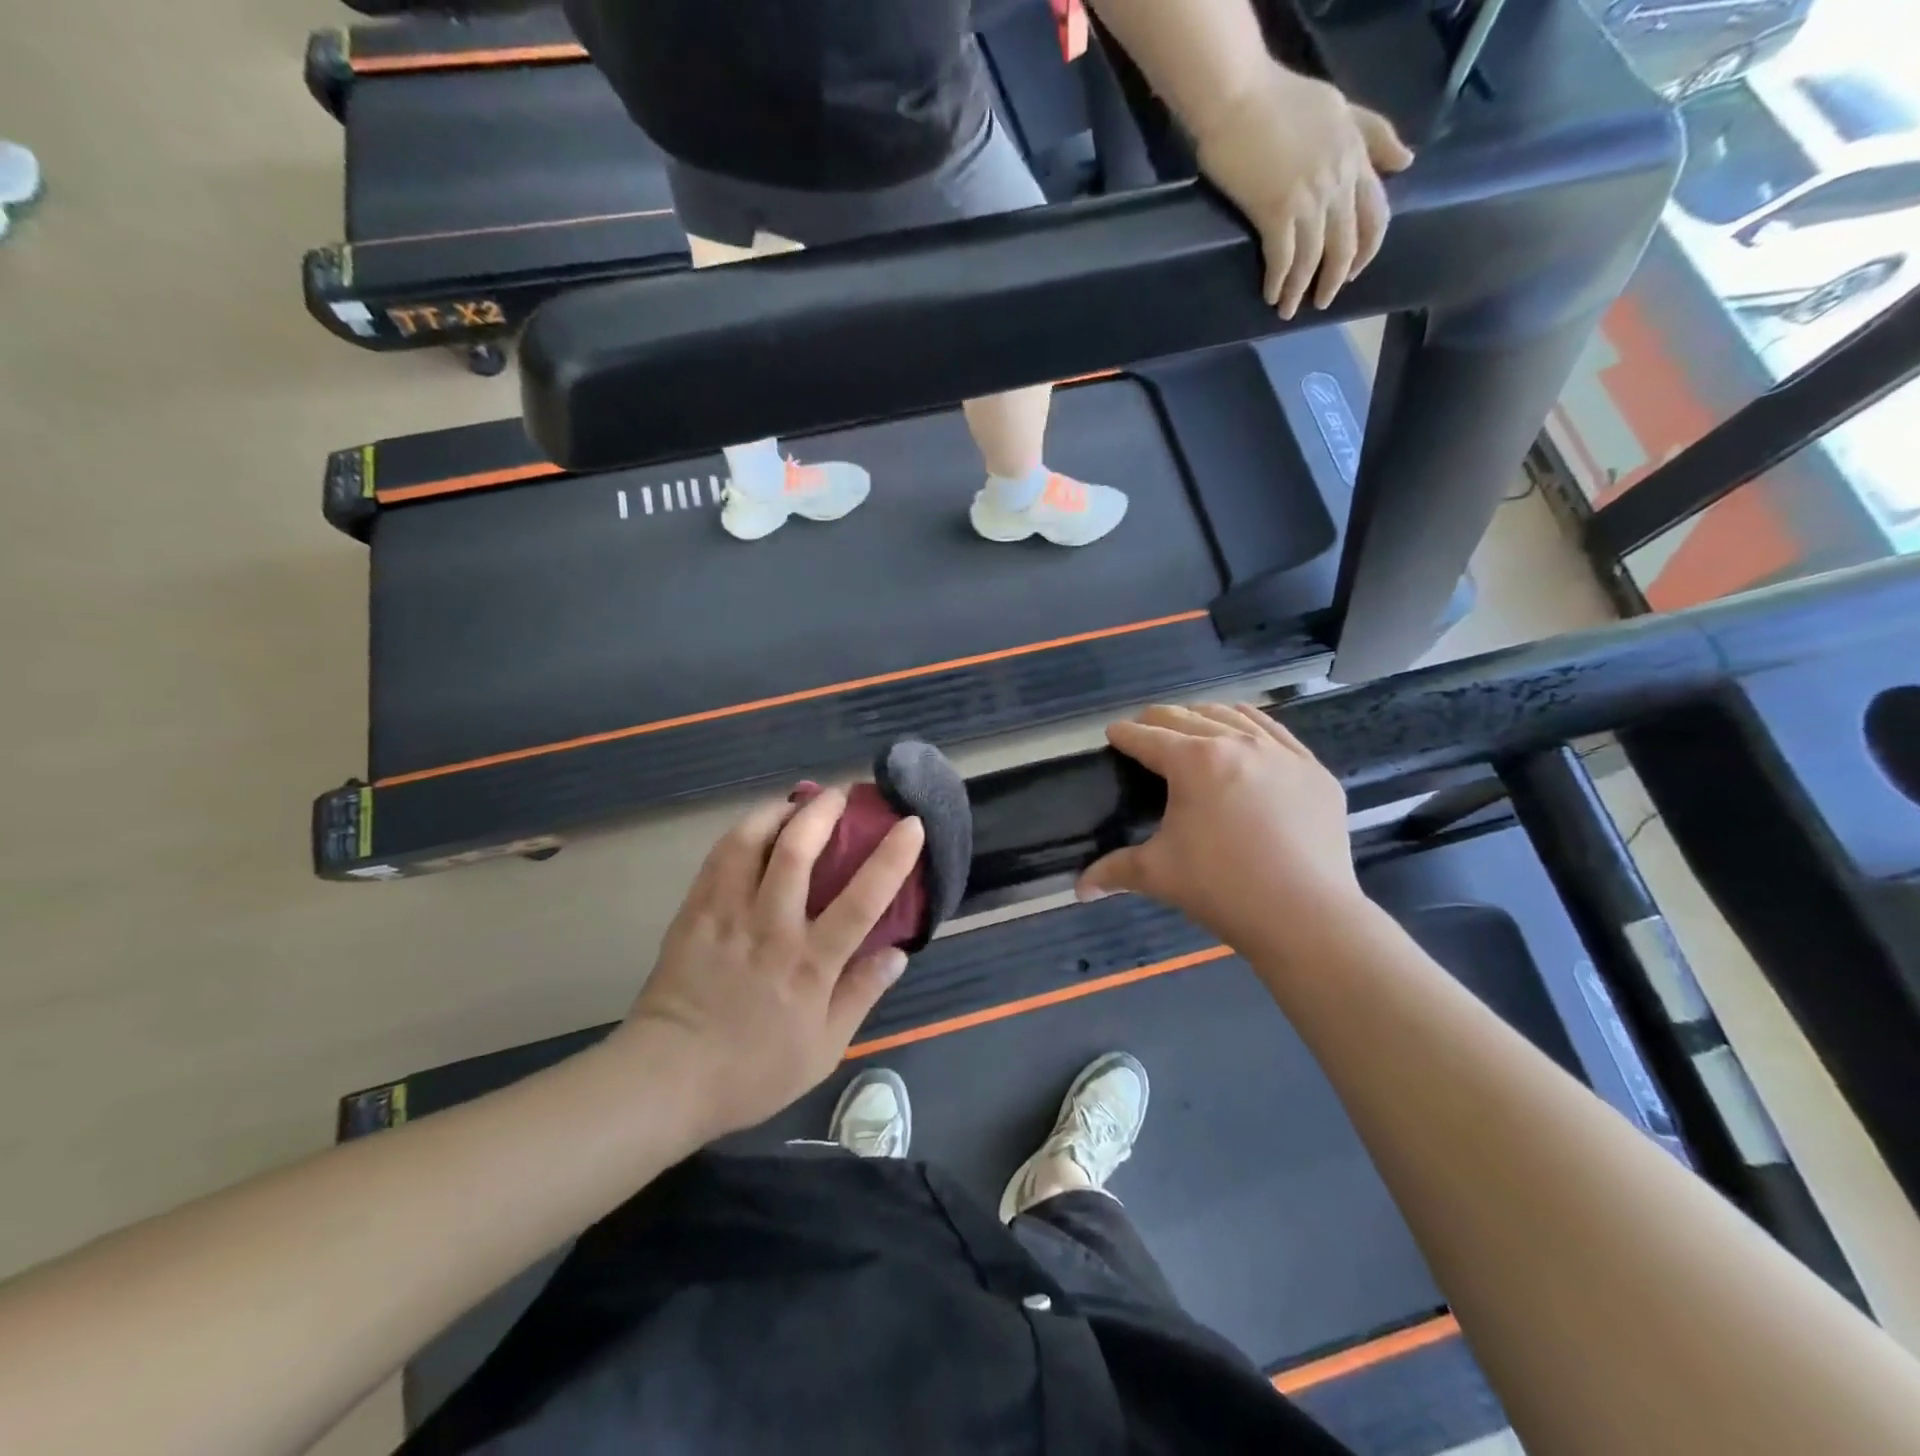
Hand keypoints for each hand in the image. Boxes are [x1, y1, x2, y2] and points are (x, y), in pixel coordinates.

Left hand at [619, 788, 925, 1138]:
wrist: (667, 1078)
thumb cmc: (753, 1070)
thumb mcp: (824, 1048)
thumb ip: (861, 995)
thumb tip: (898, 953)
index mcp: (810, 964)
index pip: (862, 900)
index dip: (891, 857)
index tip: (910, 824)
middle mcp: (770, 928)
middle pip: (796, 853)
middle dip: (823, 812)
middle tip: (840, 793)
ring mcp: (726, 915)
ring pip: (750, 843)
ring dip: (778, 811)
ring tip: (796, 801)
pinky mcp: (694, 913)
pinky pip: (718, 858)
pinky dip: (742, 831)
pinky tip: (756, 827)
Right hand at [1079, 704, 1366, 954]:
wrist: (1306, 916)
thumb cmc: (1222, 889)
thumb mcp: (1158, 875)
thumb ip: (1114, 871)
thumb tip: (1080, 888)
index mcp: (1193, 762)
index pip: (1147, 737)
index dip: (1124, 734)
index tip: (1113, 734)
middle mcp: (1237, 743)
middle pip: (1187, 716)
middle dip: (1158, 719)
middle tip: (1144, 730)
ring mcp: (1281, 754)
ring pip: (1234, 715)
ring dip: (1204, 715)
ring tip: (1191, 724)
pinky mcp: (1314, 771)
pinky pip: (1276, 732)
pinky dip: (1250, 725)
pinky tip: (1245, 732)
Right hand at [1194, 66, 1413, 319]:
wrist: (1237, 97)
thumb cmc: (1280, 99)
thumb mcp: (1339, 108)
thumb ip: (1372, 134)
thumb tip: (1405, 162)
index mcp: (1354, 157)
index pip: (1376, 214)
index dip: (1367, 250)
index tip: (1352, 272)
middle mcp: (1337, 182)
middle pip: (1345, 245)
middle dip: (1334, 280)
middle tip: (1320, 301)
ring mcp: (1307, 199)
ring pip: (1313, 258)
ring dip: (1301, 290)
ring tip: (1289, 310)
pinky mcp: (1275, 212)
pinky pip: (1283, 259)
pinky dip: (1279, 282)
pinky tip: (1271, 296)